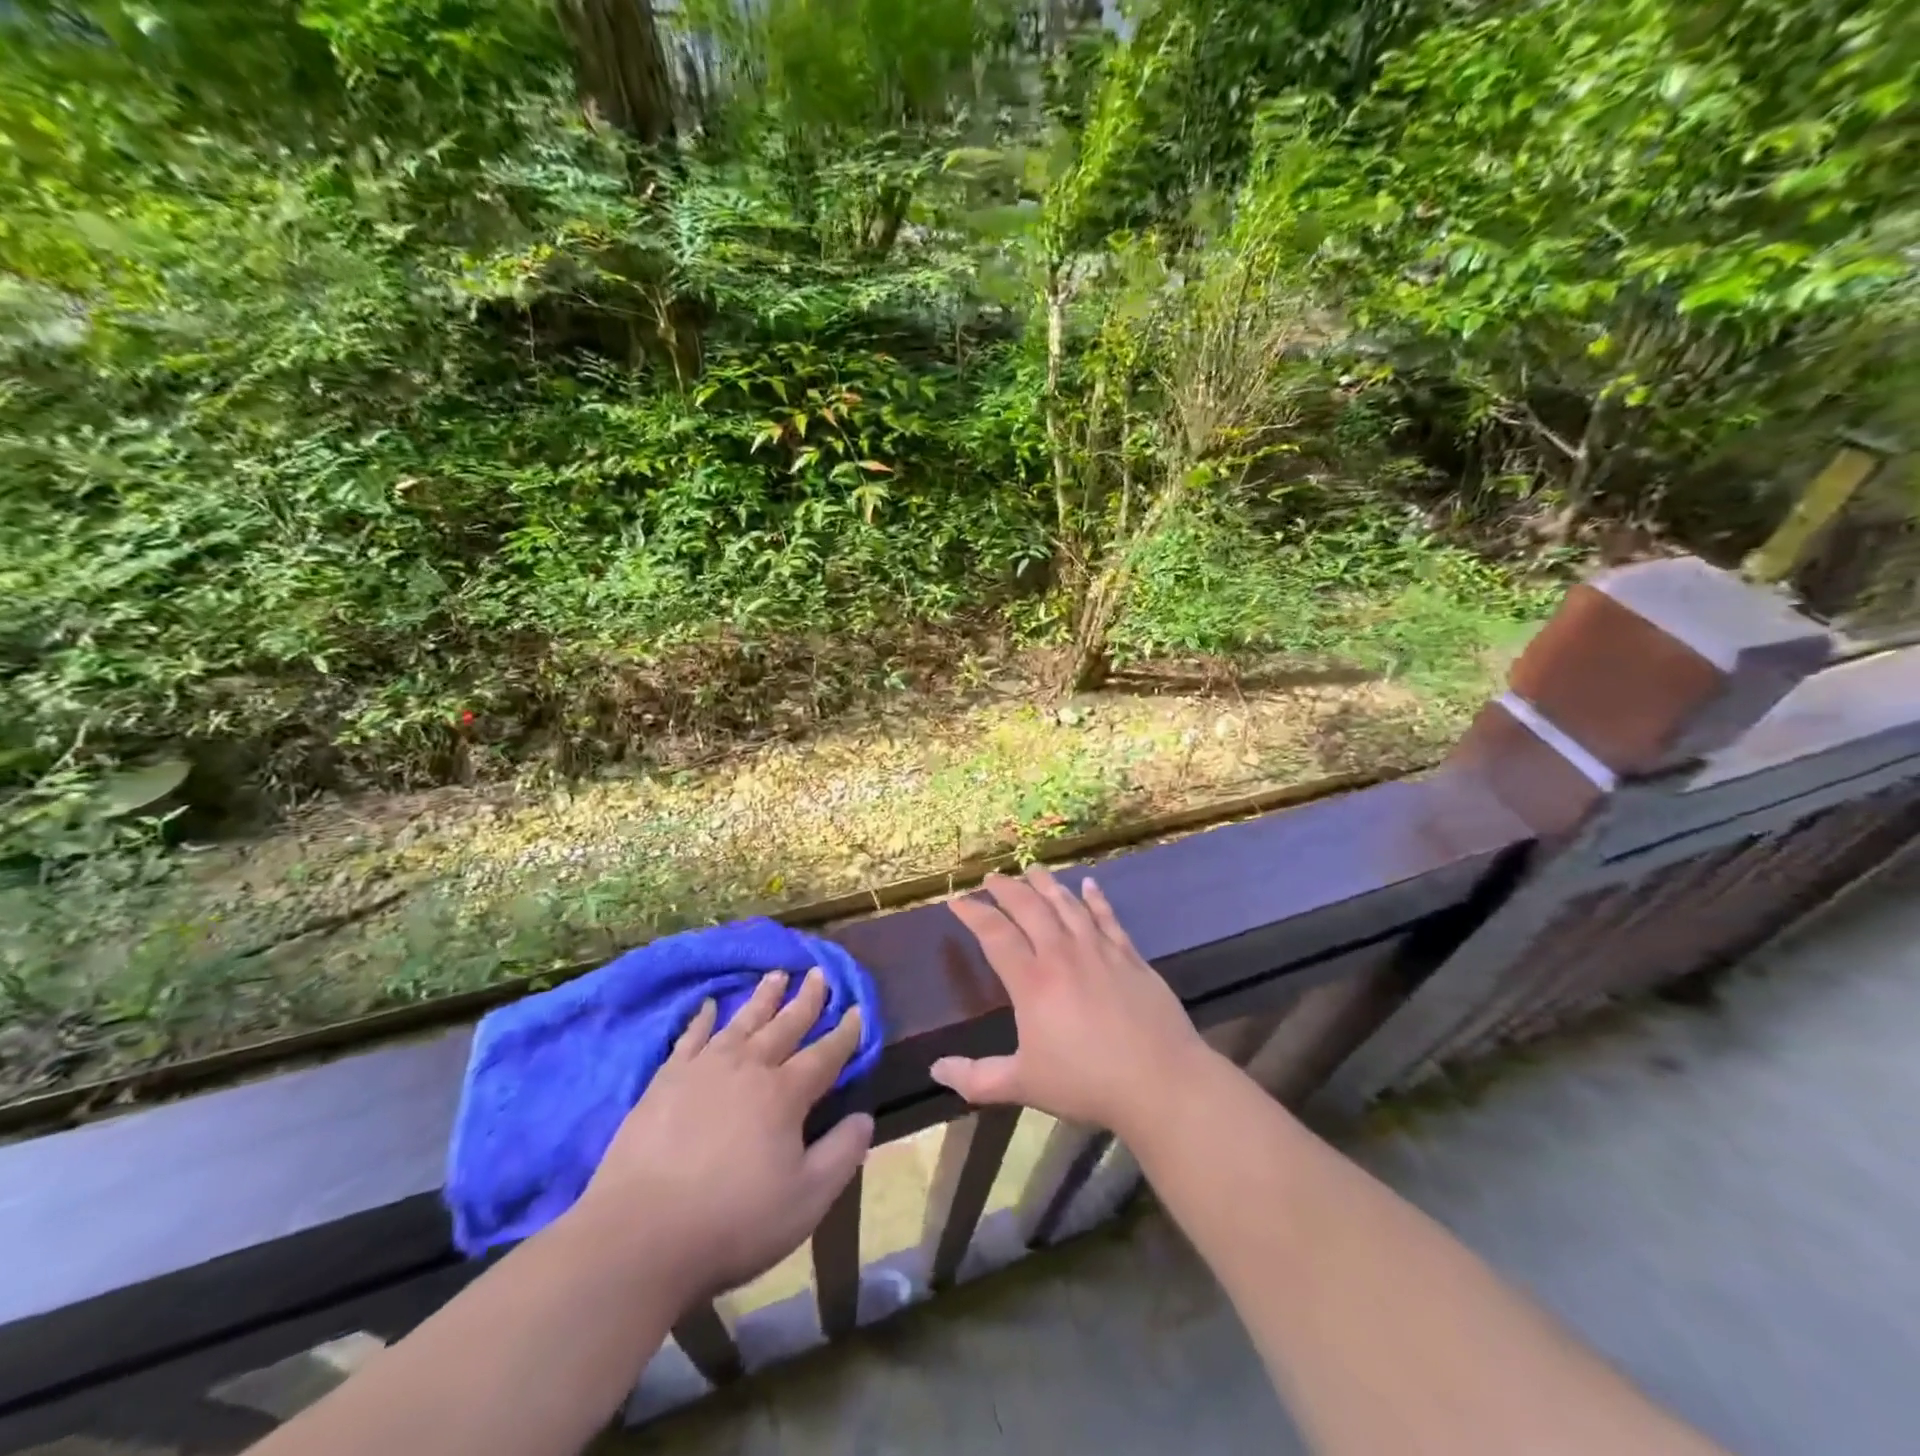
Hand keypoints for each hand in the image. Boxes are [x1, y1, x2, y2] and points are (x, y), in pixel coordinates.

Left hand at [565, 968, 872, 1304]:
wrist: (639, 1236)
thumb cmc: (733, 1221)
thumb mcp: (806, 1199)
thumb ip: (841, 1154)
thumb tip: (865, 1117)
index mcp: (784, 1094)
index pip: (825, 1054)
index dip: (845, 1033)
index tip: (858, 1009)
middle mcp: (748, 1068)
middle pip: (785, 1025)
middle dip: (807, 1000)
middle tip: (819, 973)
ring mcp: (703, 1070)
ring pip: (742, 1022)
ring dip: (763, 997)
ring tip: (777, 974)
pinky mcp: (665, 1081)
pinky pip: (691, 1038)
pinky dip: (703, 1019)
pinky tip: (709, 1005)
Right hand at [931, 868, 1209, 1140]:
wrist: (1160, 1081)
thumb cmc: (1087, 1083)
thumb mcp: (1024, 1085)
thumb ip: (978, 1079)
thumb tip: (936, 1071)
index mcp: (1032, 982)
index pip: (995, 935)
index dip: (973, 913)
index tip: (957, 900)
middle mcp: (1062, 954)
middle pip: (1029, 908)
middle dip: (1007, 889)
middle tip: (992, 877)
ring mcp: (1099, 951)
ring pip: (1067, 905)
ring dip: (1046, 884)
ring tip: (1032, 869)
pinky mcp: (1129, 956)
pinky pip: (1108, 918)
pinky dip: (1096, 899)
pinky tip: (1089, 884)